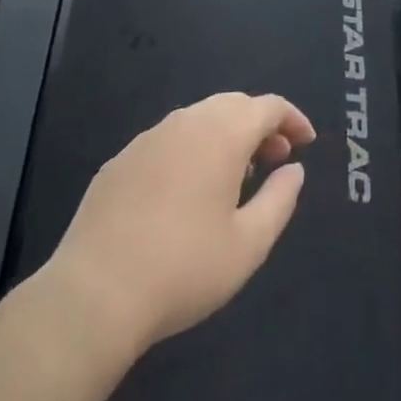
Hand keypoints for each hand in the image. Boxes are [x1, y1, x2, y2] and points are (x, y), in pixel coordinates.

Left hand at [36, 92, 315, 353]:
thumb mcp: (248, 245)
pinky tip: (186, 191)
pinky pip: (168, 140)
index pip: (268, 106)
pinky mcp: (120, 160)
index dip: (293, 118)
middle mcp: (187, 122)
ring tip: (235, 175)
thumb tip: (294, 170)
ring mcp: (149, 137)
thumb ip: (280, 200)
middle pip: (234, 105)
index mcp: (223, 133)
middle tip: (275, 158)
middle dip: (260, 125)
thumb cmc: (183, 269)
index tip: (306, 142)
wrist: (93, 295)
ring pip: (199, 118)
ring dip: (226, 135)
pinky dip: (191, 150)